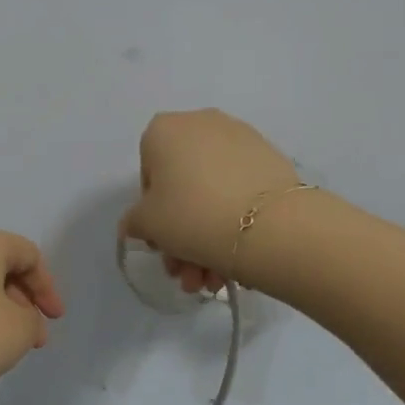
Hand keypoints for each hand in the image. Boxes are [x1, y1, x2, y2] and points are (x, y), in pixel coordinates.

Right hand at [121, 109, 300, 291]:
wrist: (268, 225)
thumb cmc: (192, 215)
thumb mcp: (147, 224)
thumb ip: (134, 221)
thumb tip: (136, 223)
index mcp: (164, 130)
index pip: (148, 175)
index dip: (151, 213)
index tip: (161, 241)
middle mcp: (202, 123)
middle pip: (183, 187)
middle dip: (181, 236)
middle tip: (187, 272)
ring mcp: (241, 139)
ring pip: (212, 193)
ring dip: (206, 239)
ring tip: (213, 280)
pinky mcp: (271, 159)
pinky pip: (240, 191)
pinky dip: (233, 221)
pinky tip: (234, 260)